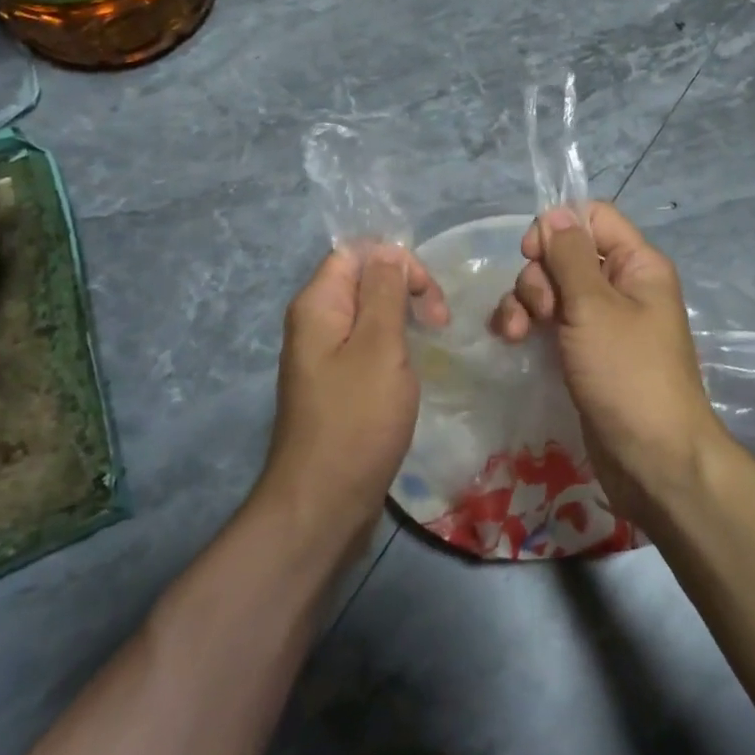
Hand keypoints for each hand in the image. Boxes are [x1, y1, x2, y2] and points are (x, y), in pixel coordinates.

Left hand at [264, 245, 448, 548]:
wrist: (323, 502)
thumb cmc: (357, 419)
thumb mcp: (379, 346)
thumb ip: (384, 292)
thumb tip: (388, 251)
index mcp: (318, 304)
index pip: (357, 252)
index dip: (396, 261)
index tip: (428, 296)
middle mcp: (314, 322)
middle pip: (363, 279)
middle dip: (405, 289)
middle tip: (439, 322)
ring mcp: (323, 355)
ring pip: (369, 313)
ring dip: (403, 318)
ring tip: (433, 340)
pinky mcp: (336, 384)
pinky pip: (366, 345)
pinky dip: (393, 346)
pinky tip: (412, 366)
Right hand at [490, 202, 725, 521]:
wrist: (651, 458)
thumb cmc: (627, 373)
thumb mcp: (595, 307)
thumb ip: (570, 255)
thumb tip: (555, 213)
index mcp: (637, 264)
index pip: (593, 217)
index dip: (558, 228)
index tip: (533, 254)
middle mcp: (621, 286)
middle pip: (565, 254)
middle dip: (539, 276)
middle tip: (541, 312)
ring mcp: (601, 321)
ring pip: (552, 288)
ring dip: (525, 302)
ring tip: (516, 333)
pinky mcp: (584, 351)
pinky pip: (550, 321)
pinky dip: (528, 324)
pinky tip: (512, 340)